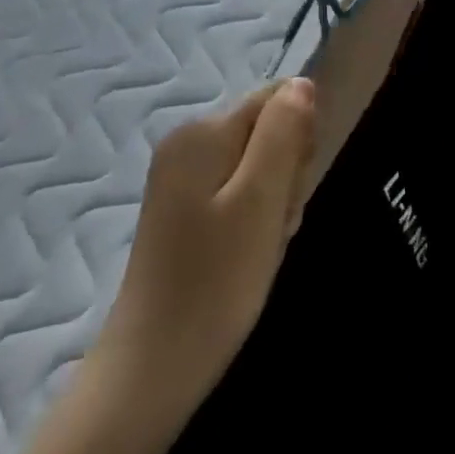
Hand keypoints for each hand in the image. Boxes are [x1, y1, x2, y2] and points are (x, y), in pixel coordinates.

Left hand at [96, 79, 317, 409]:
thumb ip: (284, 133)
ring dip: (275, 202)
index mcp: (202, 132)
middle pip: (268, 132)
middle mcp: (186, 144)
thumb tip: (302, 83)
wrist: (152, 371)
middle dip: (287, 174)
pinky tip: (250, 256)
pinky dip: (256, 221)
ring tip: (262, 246)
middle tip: (276, 224)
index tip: (291, 189)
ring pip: (259, 167)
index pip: (277, 100)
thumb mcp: (262, 200)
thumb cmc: (216, 281)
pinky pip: (240, 195)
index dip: (299, 139)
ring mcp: (181, 180)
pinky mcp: (183, 213)